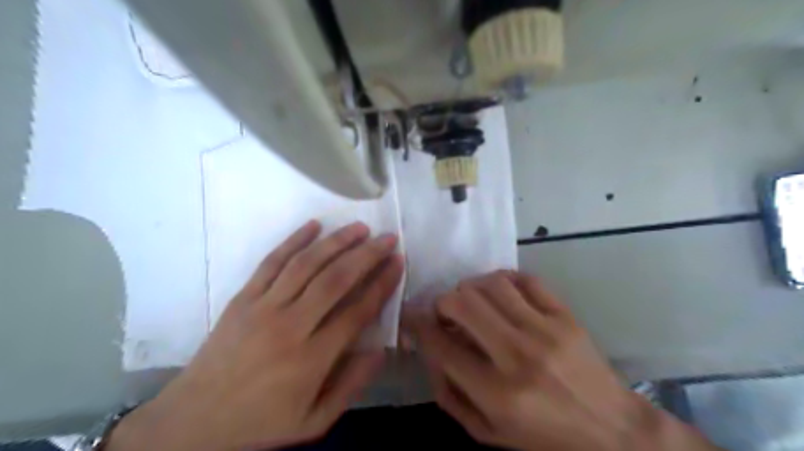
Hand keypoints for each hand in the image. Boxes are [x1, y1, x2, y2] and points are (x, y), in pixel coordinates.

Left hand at [108, 222, 404, 450]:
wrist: (193, 420)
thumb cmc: (260, 421)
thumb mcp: (314, 421)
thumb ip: (351, 386)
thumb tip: (380, 351)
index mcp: (311, 359)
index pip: (357, 311)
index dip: (382, 284)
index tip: (398, 263)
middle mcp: (289, 326)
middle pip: (336, 280)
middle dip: (367, 255)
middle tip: (388, 238)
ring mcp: (263, 307)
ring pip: (307, 264)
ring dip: (336, 241)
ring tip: (360, 227)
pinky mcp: (243, 297)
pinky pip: (271, 261)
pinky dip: (294, 240)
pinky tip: (313, 225)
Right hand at [406, 271, 719, 450]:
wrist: (611, 430)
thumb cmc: (544, 436)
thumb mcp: (488, 432)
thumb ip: (450, 395)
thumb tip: (429, 352)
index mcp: (497, 393)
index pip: (441, 346)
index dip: (418, 325)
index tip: (412, 317)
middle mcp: (517, 356)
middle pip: (462, 304)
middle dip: (441, 302)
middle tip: (443, 311)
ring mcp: (544, 330)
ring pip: (491, 285)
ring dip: (470, 287)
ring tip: (471, 300)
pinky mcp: (564, 315)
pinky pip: (525, 279)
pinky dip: (503, 279)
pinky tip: (499, 292)